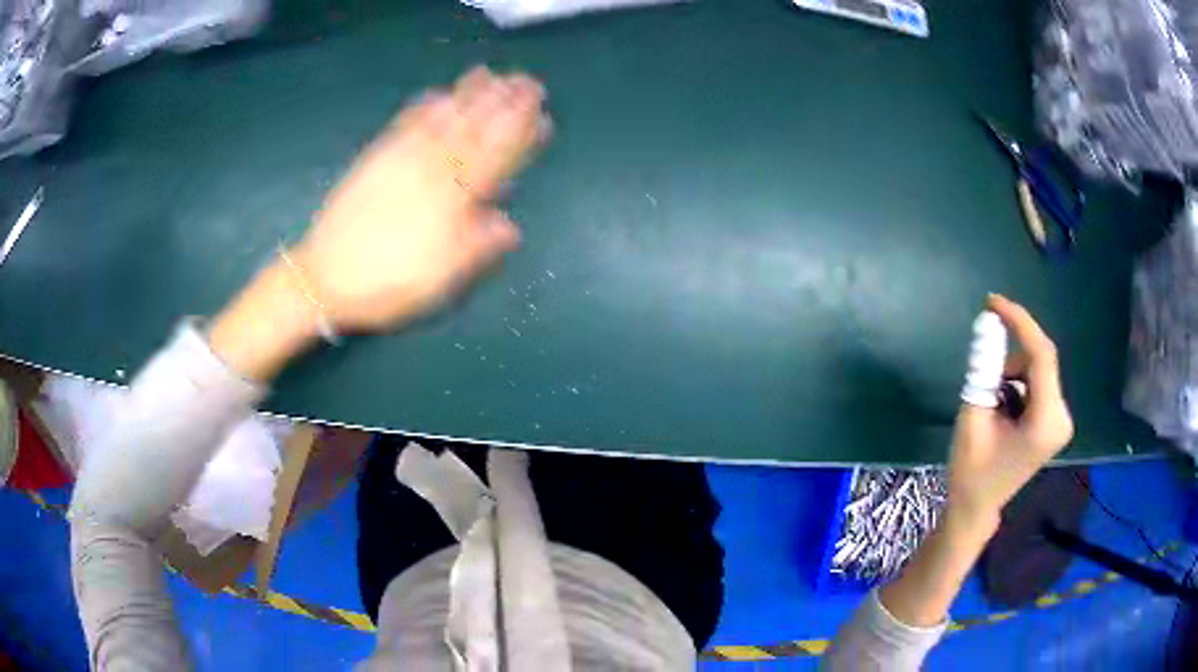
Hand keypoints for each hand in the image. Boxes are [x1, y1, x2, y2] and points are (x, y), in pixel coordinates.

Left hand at [291, 66, 549, 331]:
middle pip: (474, 130)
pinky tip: (435, 94)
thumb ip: (477, 249)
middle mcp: (431, 172)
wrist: (325, 279)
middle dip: (503, 103)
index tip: (542, 113)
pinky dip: (422, 107)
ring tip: (489, 74)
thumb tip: (512, 226)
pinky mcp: (375, 159)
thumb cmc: (388, 285)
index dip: (521, 134)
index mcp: (453, 202)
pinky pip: (404, 125)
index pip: (496, 159)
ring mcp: (401, 160)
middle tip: (526, 80)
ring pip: (442, 120)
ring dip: (468, 95)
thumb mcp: (440, 281)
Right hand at [946, 294, 1073, 529]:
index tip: (992, 302)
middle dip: (1010, 359)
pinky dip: (1017, 384)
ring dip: (1012, 373)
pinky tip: (1003, 409)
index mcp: (1046, 422)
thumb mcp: (972, 416)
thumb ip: (983, 369)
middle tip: (983, 371)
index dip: (1019, 321)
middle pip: (1040, 361)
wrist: (977, 507)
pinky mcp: (1054, 420)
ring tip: (991, 403)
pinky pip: (1038, 383)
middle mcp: (1061, 417)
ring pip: (1038, 370)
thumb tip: (988, 324)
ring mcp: (1060, 419)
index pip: (1041, 355)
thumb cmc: (971, 471)